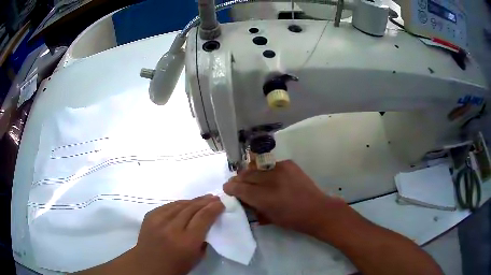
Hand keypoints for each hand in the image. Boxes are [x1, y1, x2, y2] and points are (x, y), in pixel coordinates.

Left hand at [134, 195, 223, 274]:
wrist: (148, 265)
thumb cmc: (176, 266)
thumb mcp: (196, 258)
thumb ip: (203, 240)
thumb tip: (207, 223)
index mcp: (187, 241)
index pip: (203, 218)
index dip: (213, 208)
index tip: (221, 203)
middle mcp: (172, 228)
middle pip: (191, 208)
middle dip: (205, 201)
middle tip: (214, 197)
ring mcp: (158, 220)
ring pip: (179, 204)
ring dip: (193, 201)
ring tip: (202, 198)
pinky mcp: (149, 216)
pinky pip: (167, 206)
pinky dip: (178, 204)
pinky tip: (185, 203)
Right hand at [224, 160, 346, 236]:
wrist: (317, 209)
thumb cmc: (292, 219)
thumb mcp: (268, 217)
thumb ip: (252, 206)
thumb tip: (241, 198)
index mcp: (264, 197)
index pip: (239, 188)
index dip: (230, 187)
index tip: (227, 188)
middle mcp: (270, 180)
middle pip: (245, 174)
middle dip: (238, 179)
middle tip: (237, 184)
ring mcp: (280, 169)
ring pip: (256, 167)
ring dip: (250, 173)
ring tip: (251, 179)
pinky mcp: (288, 163)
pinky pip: (270, 165)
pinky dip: (265, 171)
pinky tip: (268, 177)